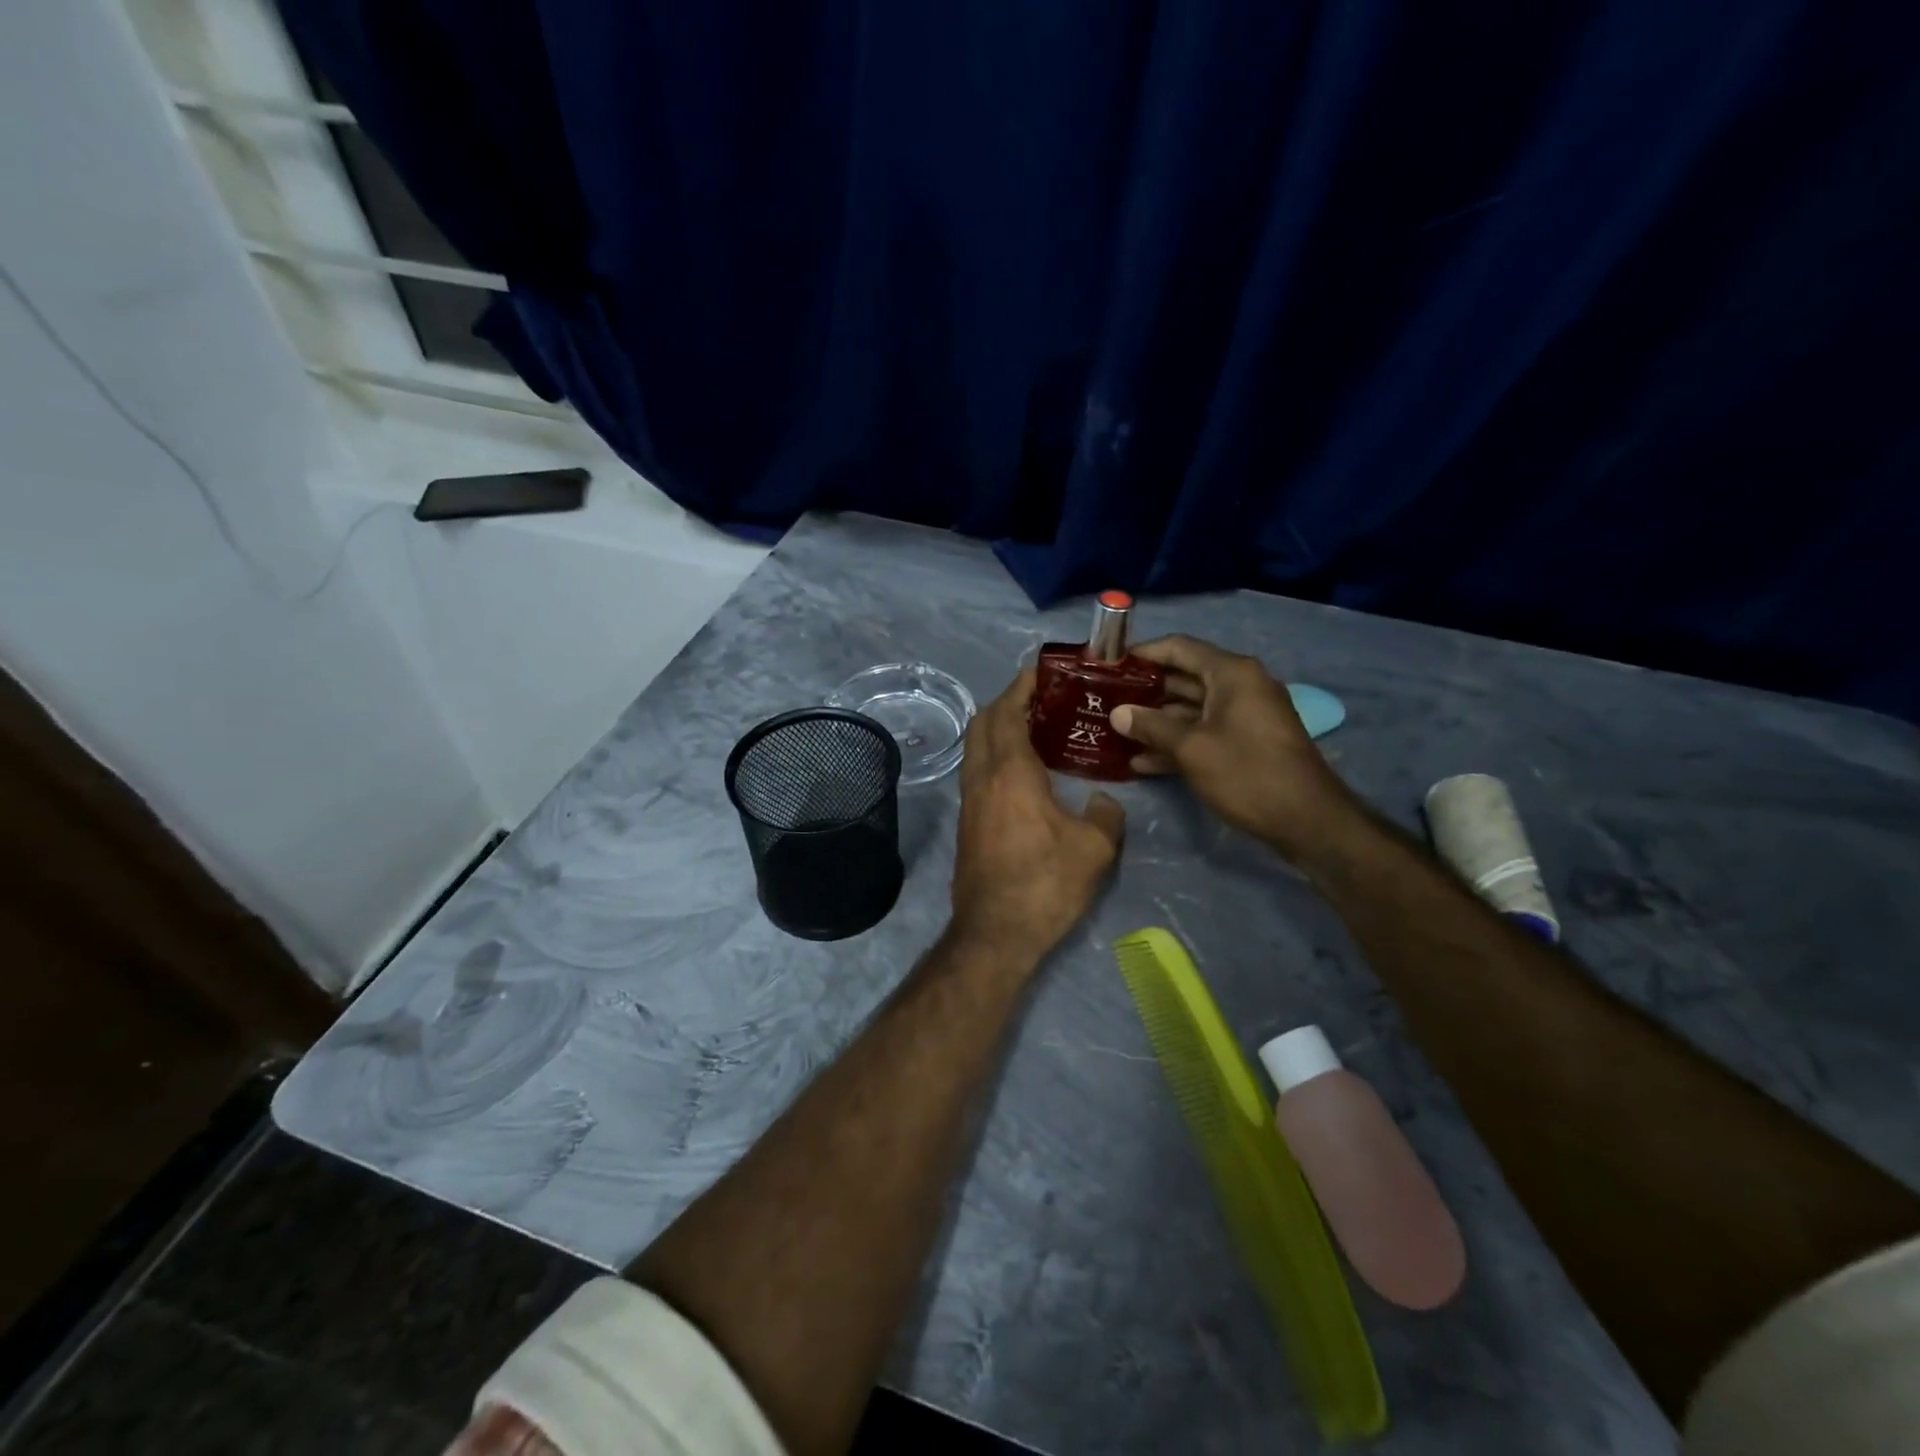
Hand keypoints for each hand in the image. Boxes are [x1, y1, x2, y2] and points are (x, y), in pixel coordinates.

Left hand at [949, 670, 1124, 965]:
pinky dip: (994, 754)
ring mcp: (969, 801)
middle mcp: (982, 778)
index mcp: (1010, 773)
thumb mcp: (1094, 849)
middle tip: (1039, 698)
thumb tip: (1104, 800)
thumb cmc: (1046, 884)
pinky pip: (976, 770)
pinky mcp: (967, 822)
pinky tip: (1021, 770)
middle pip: (983, 723)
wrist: (995, 932)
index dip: (1020, 687)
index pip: (1007, 713)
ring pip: (975, 747)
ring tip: (1033, 728)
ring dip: (997, 728)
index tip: (1040, 672)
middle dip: (1006, 702)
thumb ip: (1106, 814)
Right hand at [1110, 635, 1357, 861]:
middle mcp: (1240, 686)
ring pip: (1191, 709)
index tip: (1109, 664)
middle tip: (1104, 701)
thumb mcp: (1191, 749)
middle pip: (1183, 678)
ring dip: (1156, 722)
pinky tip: (1142, 762)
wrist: (1307, 820)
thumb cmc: (1247, 773)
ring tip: (1115, 733)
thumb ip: (1151, 726)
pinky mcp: (1245, 742)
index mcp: (1231, 673)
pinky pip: (1204, 732)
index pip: (1179, 648)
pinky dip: (1177, 742)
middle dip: (1144, 691)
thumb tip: (1117, 713)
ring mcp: (1244, 715)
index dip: (1142, 653)